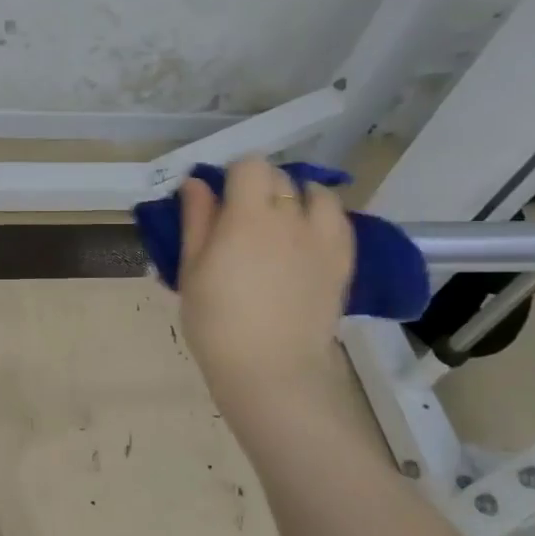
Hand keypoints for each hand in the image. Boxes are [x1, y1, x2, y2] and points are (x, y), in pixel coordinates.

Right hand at [177, 158, 354, 415]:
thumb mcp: (192, 270)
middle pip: (280, 178)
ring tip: (283, 221)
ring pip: (317, 193)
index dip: (233, 174)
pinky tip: (308, 237)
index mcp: (247, 217)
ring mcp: (322, 239)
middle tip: (242, 216)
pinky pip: (340, 220)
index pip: (250, 166)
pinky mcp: (342, 261)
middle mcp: (290, 218)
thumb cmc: (217, 322)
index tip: (220, 197)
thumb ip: (196, 221)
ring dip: (298, 197)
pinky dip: (324, 217)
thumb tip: (196, 183)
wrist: (271, 369)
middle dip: (260, 186)